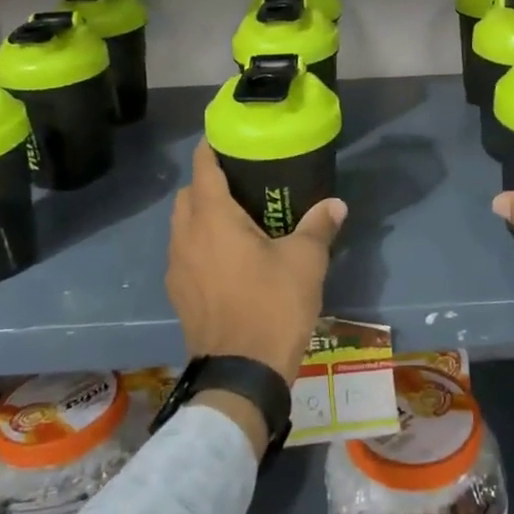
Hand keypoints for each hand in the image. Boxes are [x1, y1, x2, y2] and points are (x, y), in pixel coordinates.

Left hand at [167, 140, 346, 449]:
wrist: (241, 375)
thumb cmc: (272, 306)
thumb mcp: (305, 262)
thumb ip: (319, 226)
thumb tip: (336, 204)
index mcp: (212, 218)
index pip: (203, 167)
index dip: (212, 147)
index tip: (229, 138)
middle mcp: (186, 236)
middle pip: (188, 194)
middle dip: (208, 182)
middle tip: (242, 184)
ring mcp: (177, 268)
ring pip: (182, 226)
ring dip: (201, 216)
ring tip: (237, 221)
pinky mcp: (179, 294)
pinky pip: (184, 254)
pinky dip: (200, 245)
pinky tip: (228, 260)